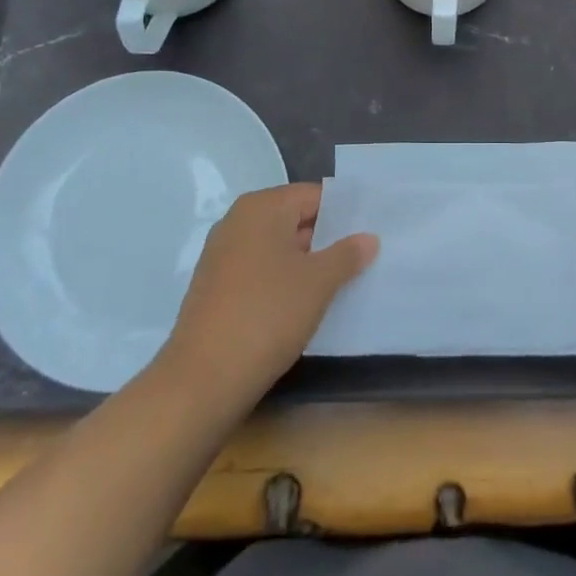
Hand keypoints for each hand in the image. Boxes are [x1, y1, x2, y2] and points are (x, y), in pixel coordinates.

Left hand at [161, 183, 376, 405]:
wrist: (203, 379)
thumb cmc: (267, 315)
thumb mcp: (318, 283)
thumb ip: (347, 254)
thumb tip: (368, 238)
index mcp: (262, 207)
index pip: (313, 195)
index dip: (344, 212)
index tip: (372, 229)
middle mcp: (238, 222)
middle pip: (294, 219)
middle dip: (328, 238)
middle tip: (364, 256)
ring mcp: (222, 255)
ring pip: (277, 247)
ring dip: (307, 262)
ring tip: (342, 281)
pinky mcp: (216, 287)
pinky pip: (260, 270)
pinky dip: (283, 280)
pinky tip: (305, 303)